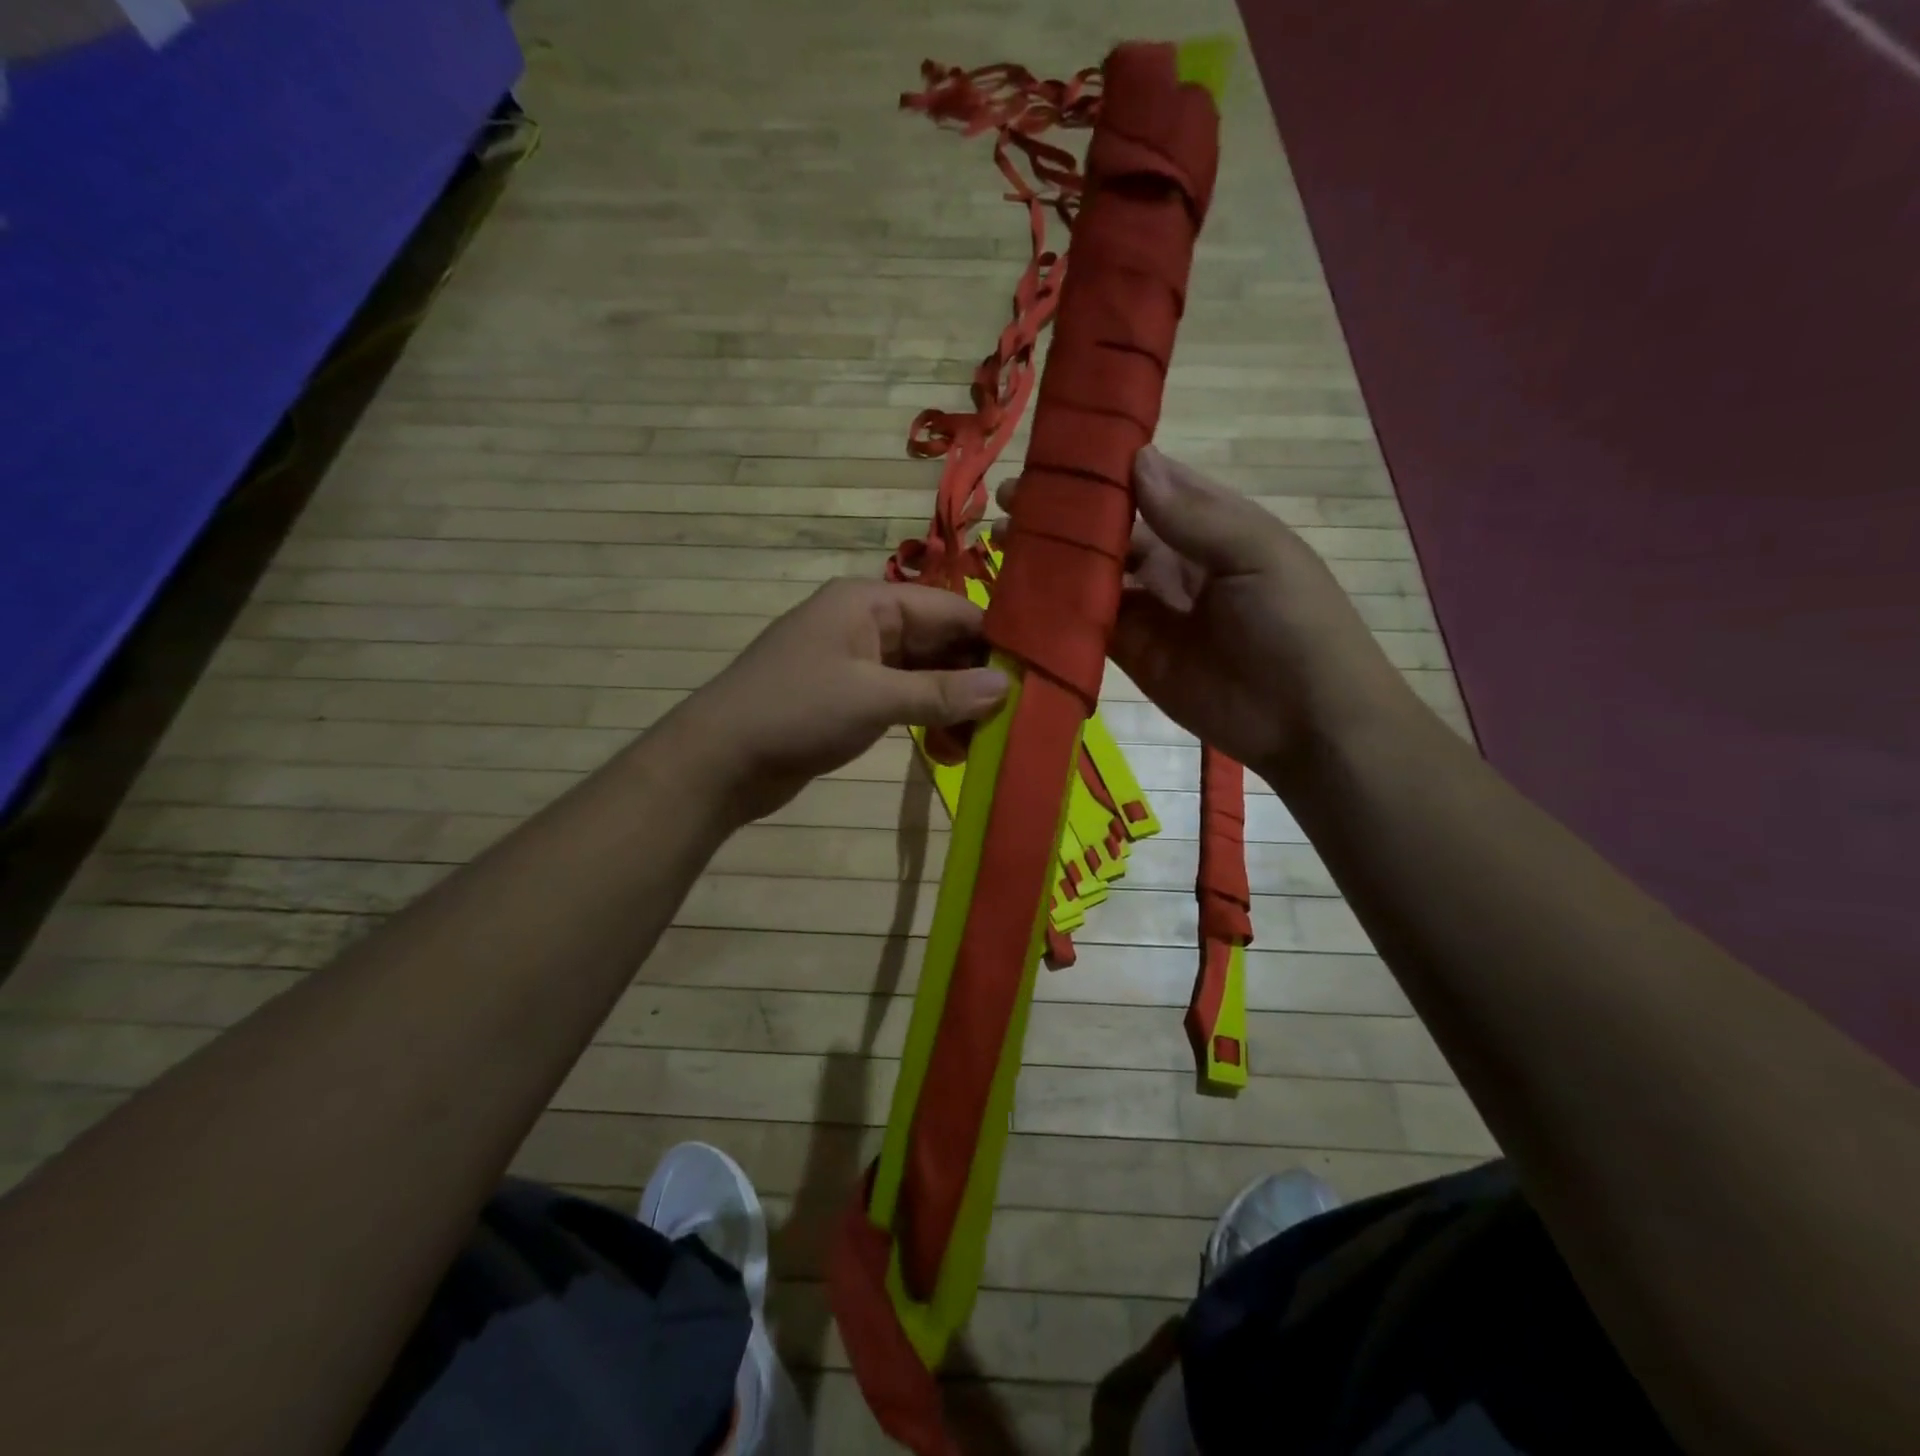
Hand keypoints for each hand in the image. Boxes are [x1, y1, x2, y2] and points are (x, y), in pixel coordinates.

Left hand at [660, 579, 1008, 824]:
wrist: (720, 760)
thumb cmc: (795, 711)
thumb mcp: (872, 698)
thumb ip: (940, 693)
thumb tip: (1005, 687)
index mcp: (869, 602)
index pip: (950, 609)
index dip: (993, 638)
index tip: (1037, 670)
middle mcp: (867, 623)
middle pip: (940, 641)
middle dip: (977, 676)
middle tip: (1022, 711)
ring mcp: (858, 662)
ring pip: (925, 674)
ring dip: (955, 703)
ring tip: (991, 737)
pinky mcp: (852, 697)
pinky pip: (904, 699)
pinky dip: (929, 718)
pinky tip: (953, 746)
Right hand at [1000, 447, 1414, 787]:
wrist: (1306, 723)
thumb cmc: (1295, 625)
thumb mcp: (1257, 556)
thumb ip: (1194, 515)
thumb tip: (1136, 459)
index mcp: (1208, 524)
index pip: (1147, 484)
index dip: (1101, 470)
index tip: (1049, 456)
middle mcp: (1172, 560)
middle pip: (1109, 530)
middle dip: (1062, 515)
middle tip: (1007, 502)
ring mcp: (1148, 609)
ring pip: (1091, 575)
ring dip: (1051, 560)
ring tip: (1000, 543)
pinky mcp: (1130, 653)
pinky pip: (1087, 626)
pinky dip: (1056, 613)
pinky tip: (1018, 597)